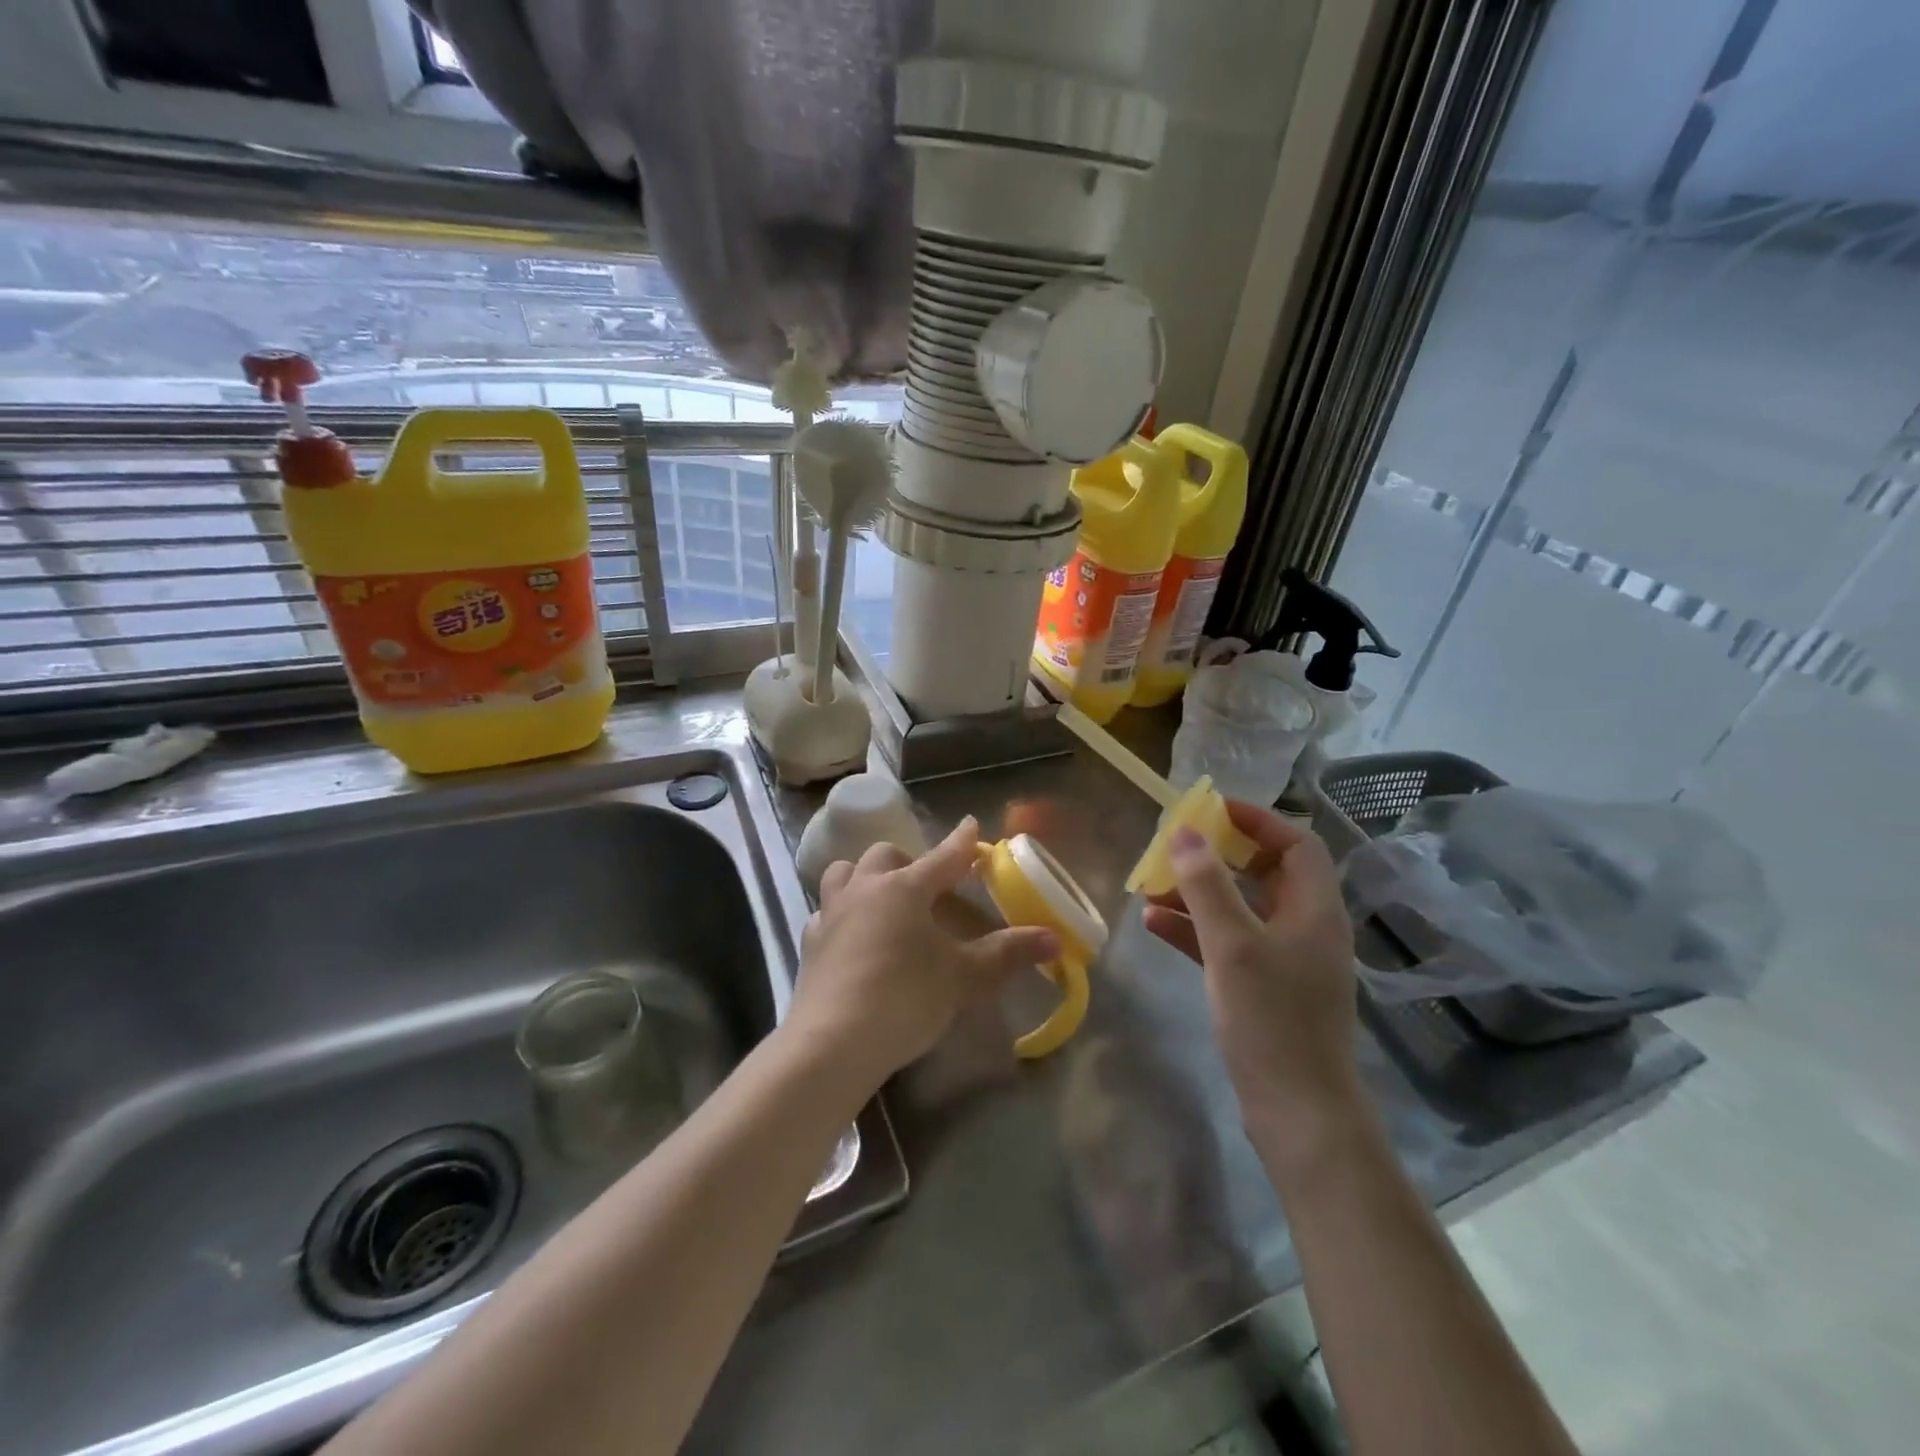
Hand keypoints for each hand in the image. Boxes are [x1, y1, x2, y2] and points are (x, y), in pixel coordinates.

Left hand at [786, 818, 1059, 1092]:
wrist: (833, 1042)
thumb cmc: (905, 999)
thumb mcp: (963, 977)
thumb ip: (1007, 953)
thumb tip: (1053, 938)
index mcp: (906, 888)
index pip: (943, 856)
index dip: (962, 842)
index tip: (971, 826)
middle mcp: (866, 888)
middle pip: (886, 856)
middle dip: (909, 861)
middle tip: (928, 885)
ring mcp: (832, 912)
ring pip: (844, 873)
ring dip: (865, 877)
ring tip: (882, 899)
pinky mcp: (810, 941)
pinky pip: (825, 911)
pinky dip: (841, 914)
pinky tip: (851, 936)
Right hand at [1142, 802, 1367, 1168]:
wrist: (1299, 1113)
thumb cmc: (1272, 1020)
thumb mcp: (1233, 945)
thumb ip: (1207, 885)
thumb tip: (1186, 833)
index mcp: (1314, 908)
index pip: (1295, 843)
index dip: (1256, 820)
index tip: (1210, 810)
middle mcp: (1304, 927)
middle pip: (1264, 873)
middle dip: (1217, 857)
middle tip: (1174, 846)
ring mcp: (1285, 959)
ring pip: (1240, 908)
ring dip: (1198, 893)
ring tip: (1150, 885)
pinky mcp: (1264, 987)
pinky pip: (1227, 943)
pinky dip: (1195, 929)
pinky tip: (1154, 925)